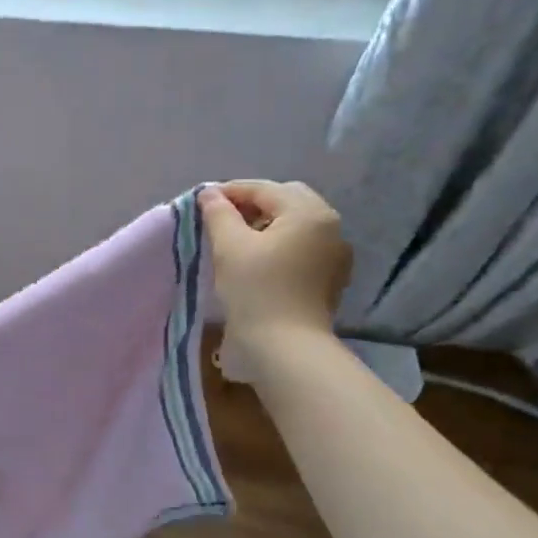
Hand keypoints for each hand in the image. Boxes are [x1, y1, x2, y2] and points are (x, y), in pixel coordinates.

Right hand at [199, 181, 351, 354]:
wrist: (286, 347)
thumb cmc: (256, 290)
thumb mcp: (229, 246)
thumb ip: (219, 213)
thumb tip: (210, 194)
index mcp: (309, 213)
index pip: (265, 189)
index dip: (231, 191)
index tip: (202, 200)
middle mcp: (330, 227)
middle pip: (287, 201)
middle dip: (253, 203)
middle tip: (222, 217)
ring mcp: (335, 254)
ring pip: (297, 224)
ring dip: (267, 223)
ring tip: (236, 238)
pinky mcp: (330, 278)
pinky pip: (303, 247)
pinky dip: (280, 244)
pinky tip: (258, 259)